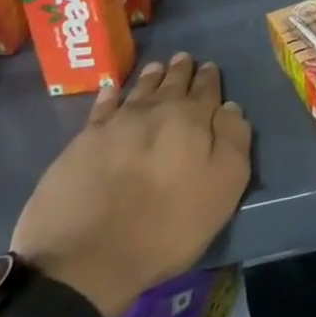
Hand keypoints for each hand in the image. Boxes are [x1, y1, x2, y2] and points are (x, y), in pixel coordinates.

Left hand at [12, 53, 252, 316]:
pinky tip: (111, 88)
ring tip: (157, 67)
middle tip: (184, 58)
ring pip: (139, 89)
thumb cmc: (166, 226)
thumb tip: (229, 107)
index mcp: (192, 119)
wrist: (86, 258)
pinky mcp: (82, 141)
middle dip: (181, 70)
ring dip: (151, 77)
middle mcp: (155, 110)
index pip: (206, 90)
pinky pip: (102, 106)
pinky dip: (109, 93)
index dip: (209, 78)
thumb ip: (233, 141)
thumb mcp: (223, 188)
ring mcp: (115, 123)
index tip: (210, 67)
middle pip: (172, 83)